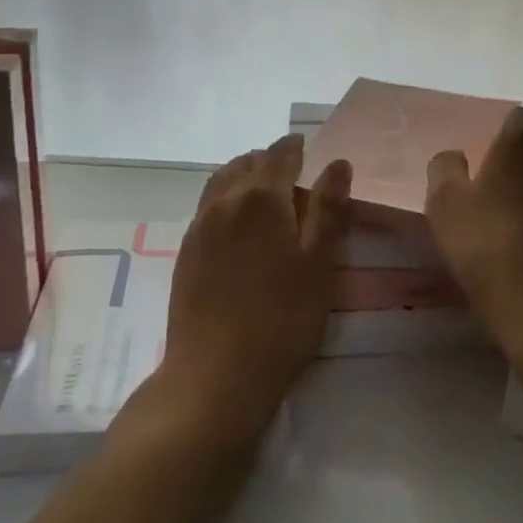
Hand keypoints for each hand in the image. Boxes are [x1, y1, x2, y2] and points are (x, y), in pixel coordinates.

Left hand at [156, 134, 350, 445]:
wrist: (215, 376)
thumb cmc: (281, 320)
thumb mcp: (318, 265)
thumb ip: (328, 209)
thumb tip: (337, 163)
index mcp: (260, 198)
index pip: (278, 155)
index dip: (294, 147)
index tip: (307, 147)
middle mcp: (224, 202)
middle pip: (246, 164)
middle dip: (269, 160)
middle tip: (292, 172)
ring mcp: (199, 227)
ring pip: (221, 183)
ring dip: (243, 176)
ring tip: (264, 192)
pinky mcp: (185, 252)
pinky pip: (207, 207)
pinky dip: (226, 199)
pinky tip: (239, 226)